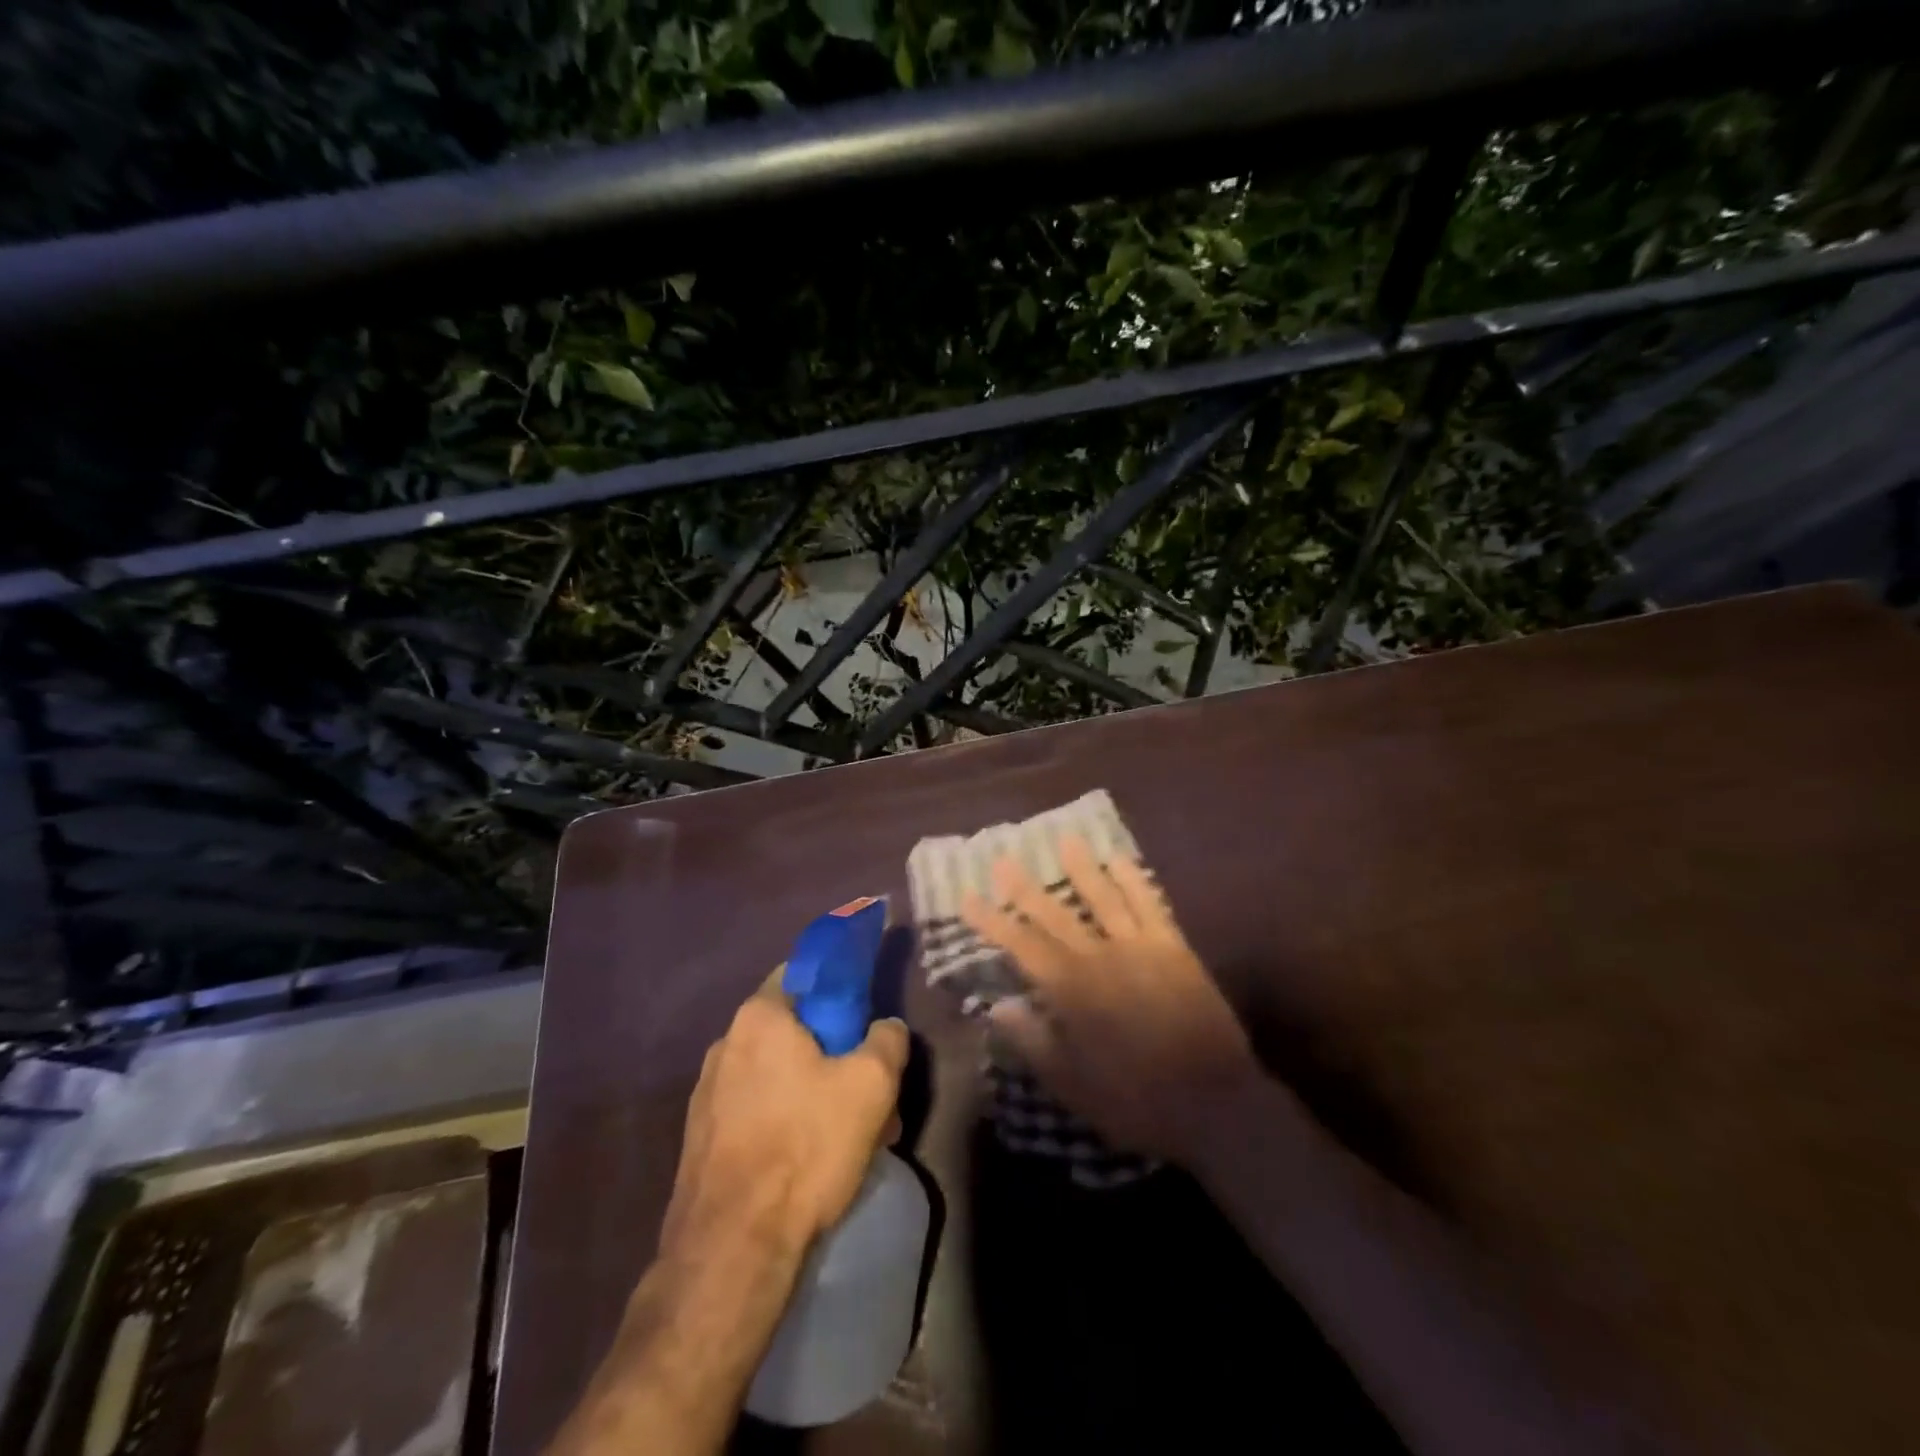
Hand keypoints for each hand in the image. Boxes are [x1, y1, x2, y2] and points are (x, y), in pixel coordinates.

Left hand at [661, 974, 908, 1262]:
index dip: (841, 989)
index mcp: (760, 1016)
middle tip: (867, 1088)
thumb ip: (888, 1039)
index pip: (804, 974)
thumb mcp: (871, 1084)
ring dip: (813, 1091)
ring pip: (776, 1075)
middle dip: (834, 1052)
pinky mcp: (701, 1139)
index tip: (865, 1020)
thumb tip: (886, 1027)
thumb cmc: (805, 1146)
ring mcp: (707, 1093)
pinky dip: (785, 1121)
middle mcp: (725, 1044)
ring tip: (846, 1134)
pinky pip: (756, 1110)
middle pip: (793, 1030)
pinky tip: (810, 1161)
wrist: (732, 1249)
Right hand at [960, 835, 1268, 1167]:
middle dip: (1025, 888)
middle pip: (1056, 915)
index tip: (968, 897)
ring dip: (1082, 868)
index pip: (1022, 945)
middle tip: (1003, 858)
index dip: (992, 921)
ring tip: (1066, 839)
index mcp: (1072, 990)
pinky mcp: (1174, 949)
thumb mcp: (1073, 1085)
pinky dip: (1134, 881)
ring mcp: (1140, 948)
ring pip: (1104, 898)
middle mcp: (1101, 957)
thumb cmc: (1136, 1102)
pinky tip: (1122, 861)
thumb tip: (998, 1005)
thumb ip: (1034, 1041)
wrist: (1215, 1105)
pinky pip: (1151, 905)